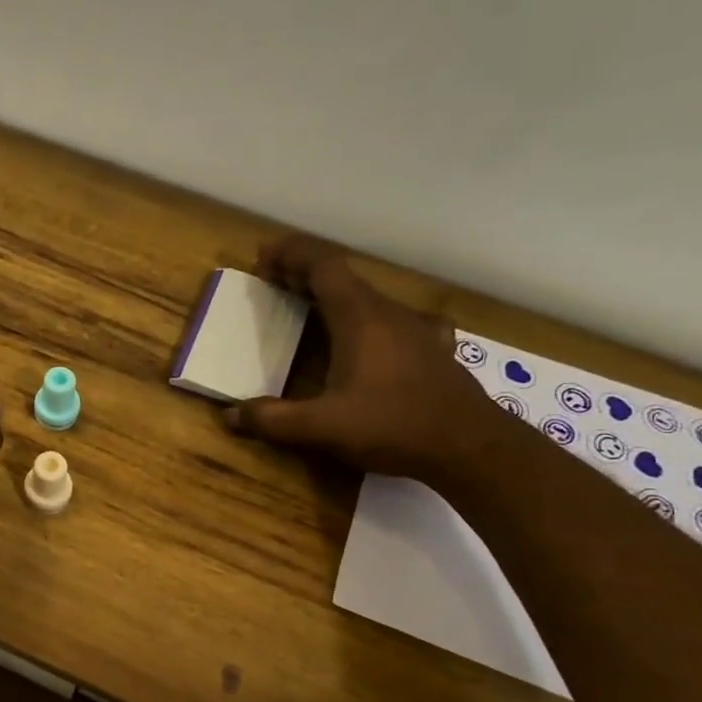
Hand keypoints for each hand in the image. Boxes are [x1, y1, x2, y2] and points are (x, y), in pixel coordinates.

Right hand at [224, 234, 494, 478]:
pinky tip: (377, 338)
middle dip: (306, 275)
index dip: (292, 254)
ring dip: (336, 297)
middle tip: (275, 283)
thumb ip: (273, 420)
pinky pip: (395, 321)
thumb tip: (230, 416)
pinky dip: (371, 319)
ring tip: (312, 309)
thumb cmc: (393, 426)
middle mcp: (388, 313)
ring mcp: (416, 329)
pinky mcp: (433, 350)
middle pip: (344, 278)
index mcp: (359, 318)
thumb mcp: (322, 428)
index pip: (324, 266)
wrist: (471, 447)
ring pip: (369, 298)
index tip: (263, 256)